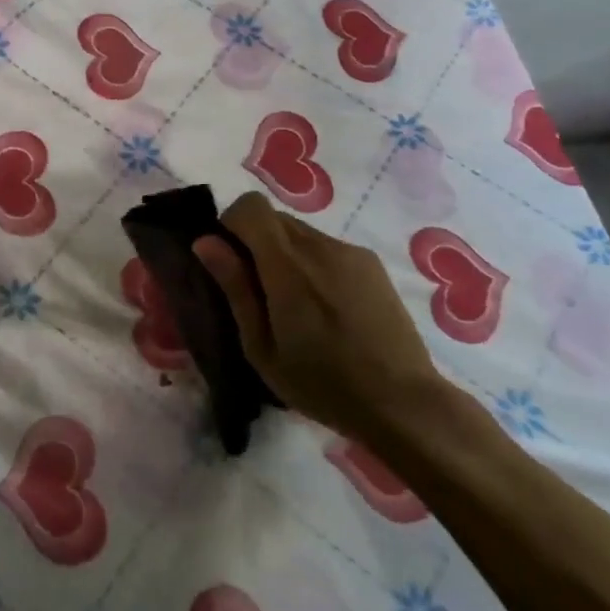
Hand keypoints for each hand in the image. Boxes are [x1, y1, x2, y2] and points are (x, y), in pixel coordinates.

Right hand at [193, 192, 445, 441]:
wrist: (404, 404)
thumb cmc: (322, 384)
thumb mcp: (261, 347)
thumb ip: (234, 288)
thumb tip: (205, 241)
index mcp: (288, 265)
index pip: (250, 207)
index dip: (232, 224)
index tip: (229, 261)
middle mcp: (320, 246)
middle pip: (274, 218)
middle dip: (255, 242)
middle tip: (258, 291)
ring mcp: (350, 253)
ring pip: (300, 232)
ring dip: (285, 255)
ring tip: (296, 306)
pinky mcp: (371, 265)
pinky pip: (327, 248)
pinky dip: (313, 265)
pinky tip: (327, 310)